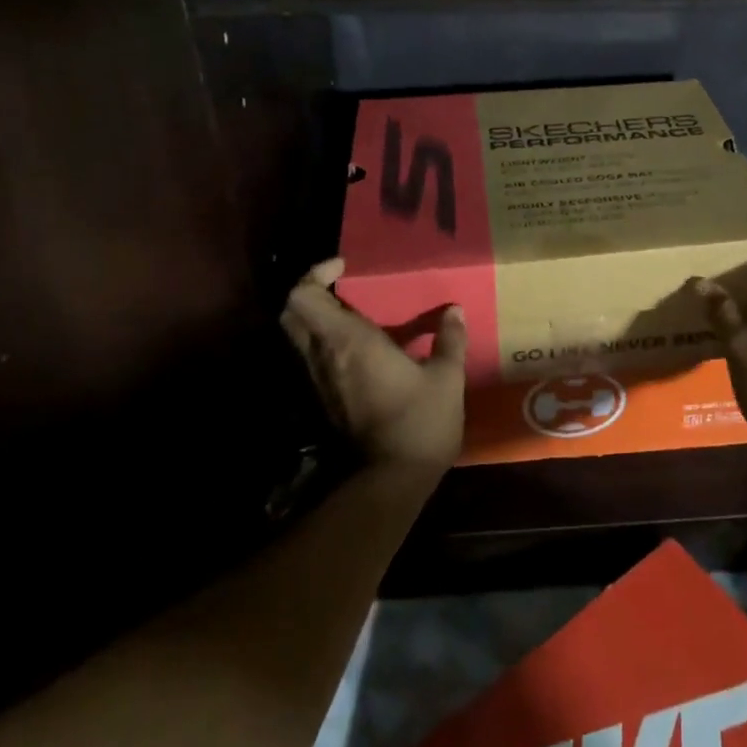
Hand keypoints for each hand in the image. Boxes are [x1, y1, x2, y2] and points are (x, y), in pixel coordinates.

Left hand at [279, 257, 467, 471]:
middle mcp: (324, 356)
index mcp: (349, 341)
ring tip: (353, 311)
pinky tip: (358, 345)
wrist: (392, 478)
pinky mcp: (323, 398)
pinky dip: (324, 339)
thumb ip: (450, 339)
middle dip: (309, 291)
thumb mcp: (446, 377)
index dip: (315, 274)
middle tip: (341, 285)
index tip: (344, 268)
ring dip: (316, 316)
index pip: (303, 297)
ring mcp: (319, 379)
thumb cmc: (421, 421)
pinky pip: (311, 356)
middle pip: (291, 312)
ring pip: (297, 336)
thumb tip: (455, 310)